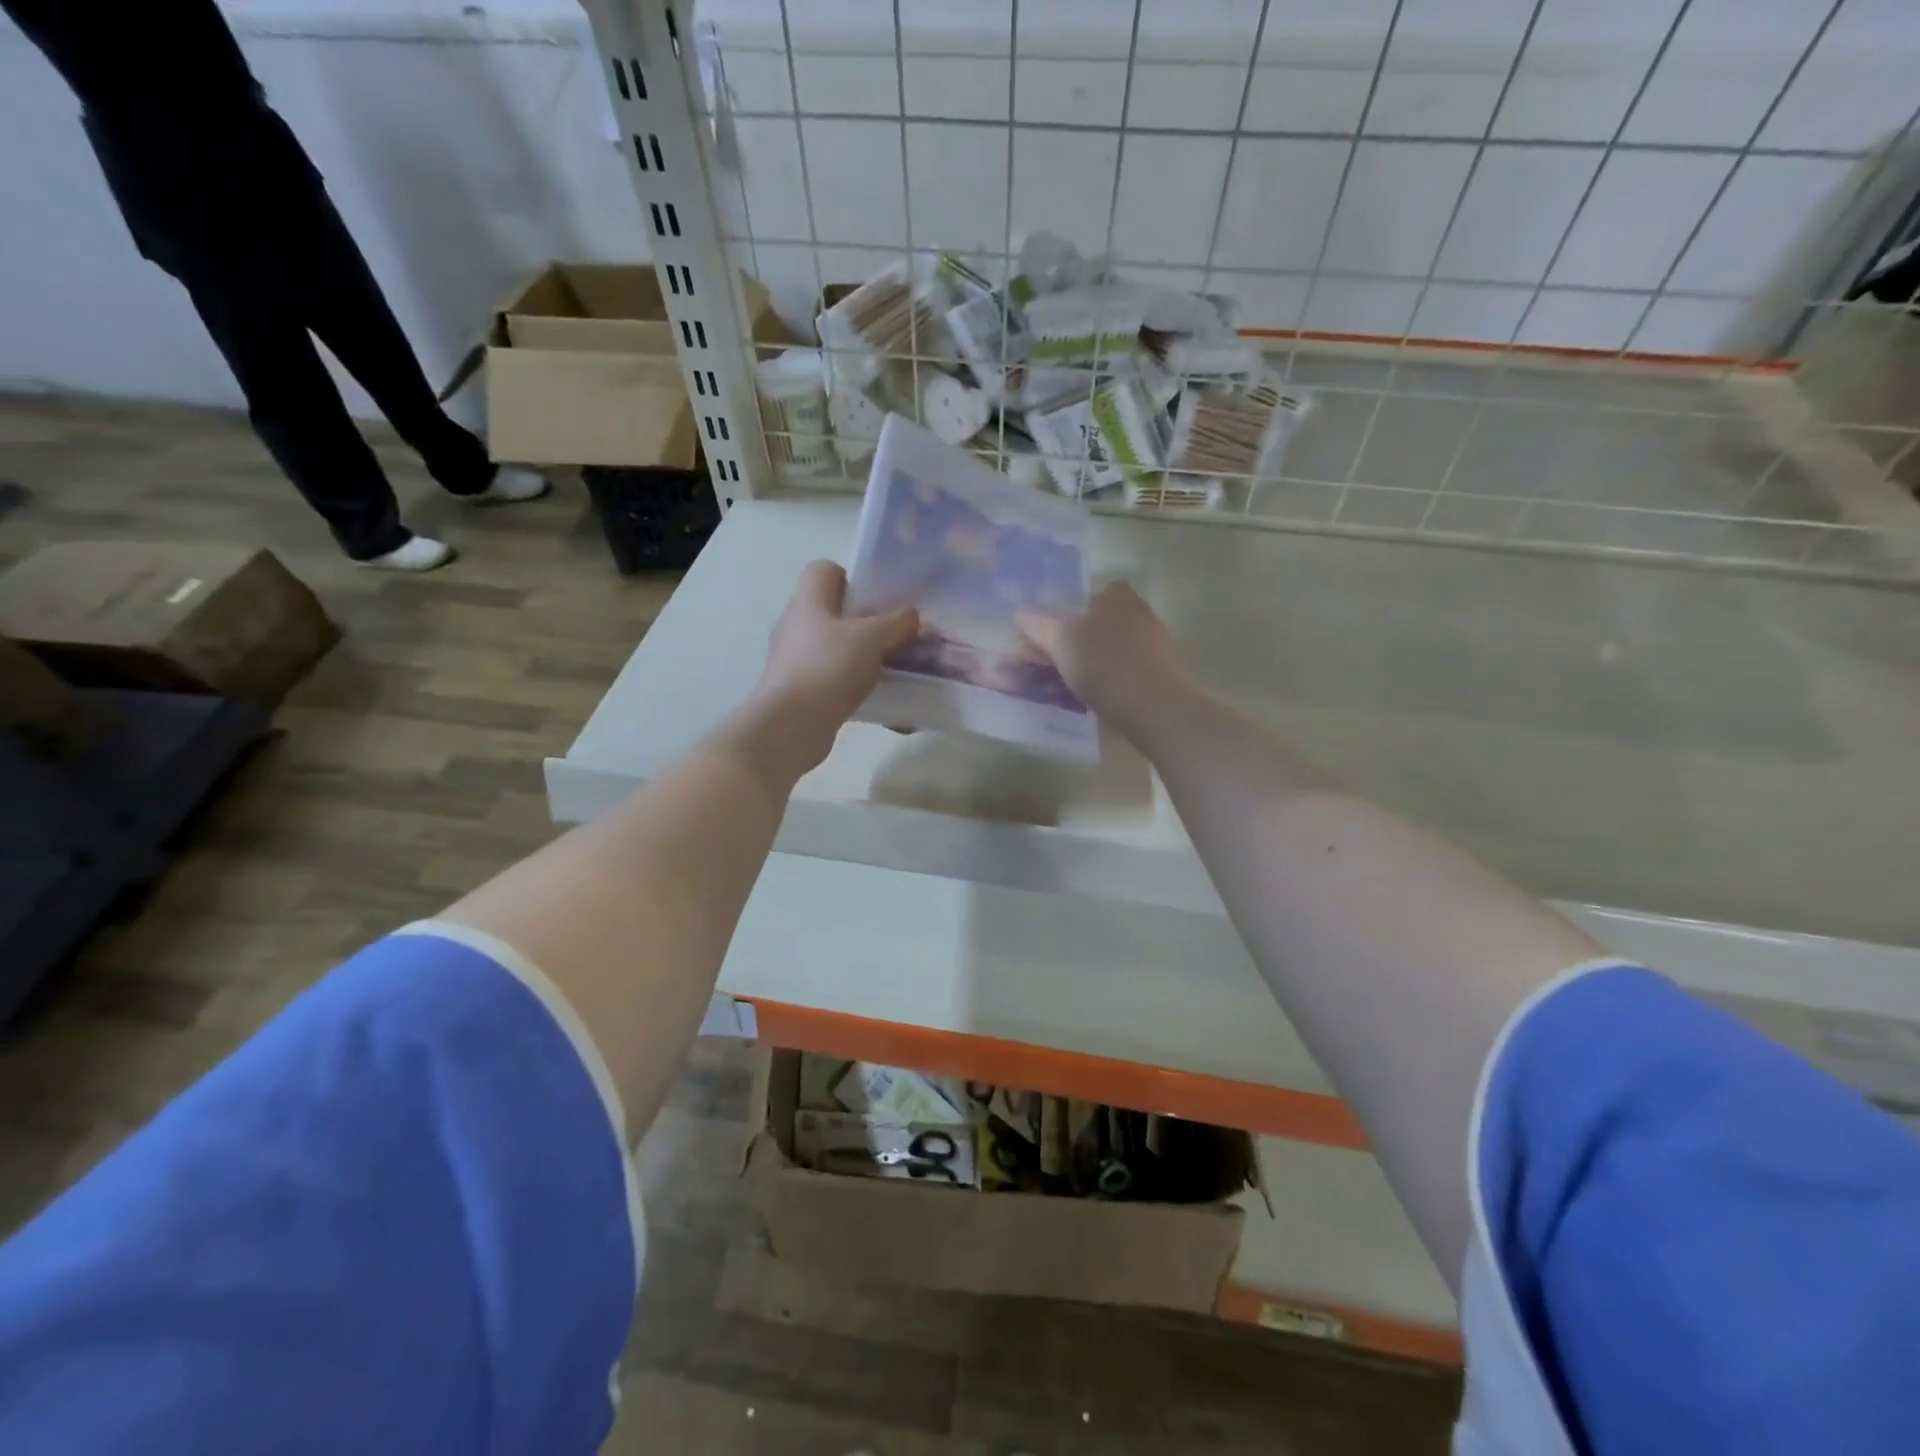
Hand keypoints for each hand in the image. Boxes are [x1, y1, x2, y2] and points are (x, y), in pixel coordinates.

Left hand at [744, 561, 918, 773]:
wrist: (791, 726)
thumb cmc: (829, 668)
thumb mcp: (871, 638)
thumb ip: (895, 623)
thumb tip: (911, 615)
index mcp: (808, 601)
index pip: (824, 570)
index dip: (852, 578)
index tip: (879, 599)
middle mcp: (797, 626)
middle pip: (836, 613)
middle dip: (869, 624)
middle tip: (898, 637)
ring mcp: (796, 661)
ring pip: (839, 650)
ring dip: (867, 659)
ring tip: (897, 671)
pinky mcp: (802, 692)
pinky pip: (837, 682)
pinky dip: (860, 689)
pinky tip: (887, 705)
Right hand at [1016, 583, 1185, 732]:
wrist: (1150, 705)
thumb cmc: (1101, 663)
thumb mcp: (1059, 641)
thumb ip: (1038, 625)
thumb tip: (1020, 613)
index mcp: (1118, 596)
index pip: (1094, 594)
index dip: (1074, 611)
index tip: (1058, 633)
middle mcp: (1140, 613)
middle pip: (1105, 621)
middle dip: (1085, 638)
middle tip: (1060, 660)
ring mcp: (1155, 644)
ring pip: (1117, 647)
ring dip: (1098, 661)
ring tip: (1073, 684)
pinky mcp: (1161, 673)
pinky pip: (1128, 670)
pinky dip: (1113, 680)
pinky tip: (1097, 698)